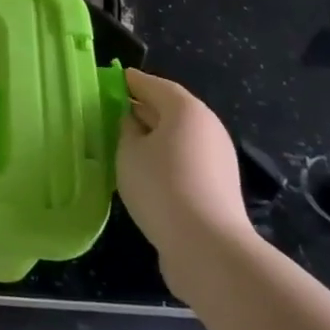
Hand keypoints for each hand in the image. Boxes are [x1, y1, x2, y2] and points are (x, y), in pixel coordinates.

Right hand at [115, 68, 253, 262]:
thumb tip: (132, 122)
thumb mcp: (129, 152)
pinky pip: (186, 160)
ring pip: (178, 136)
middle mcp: (207, 126)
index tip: (110, 81)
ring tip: (124, 145)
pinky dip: (166, 158)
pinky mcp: (219, 186)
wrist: (208, 248)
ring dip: (154, 137)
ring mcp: (217, 157)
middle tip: (112, 113)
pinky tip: (145, 173)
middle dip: (141, 109)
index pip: (153, 84)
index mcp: (186, 109)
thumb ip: (126, 129)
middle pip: (169, 109)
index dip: (129, 81)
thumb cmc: (161, 186)